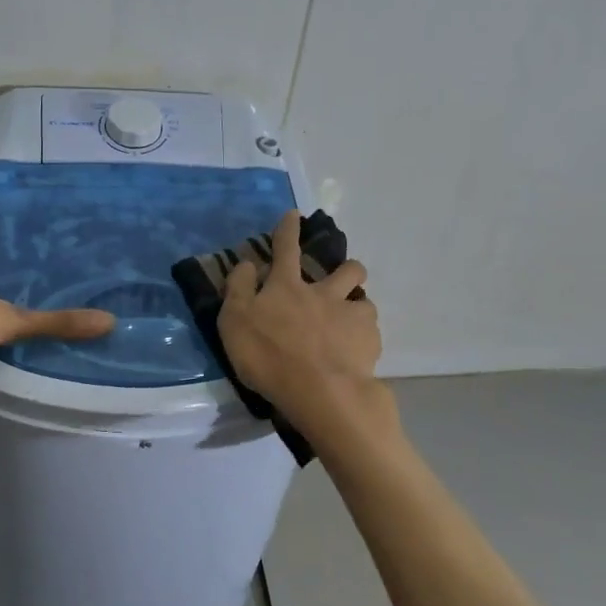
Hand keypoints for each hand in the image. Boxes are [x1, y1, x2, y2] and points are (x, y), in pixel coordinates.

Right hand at [217, 210, 385, 435]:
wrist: (319, 391)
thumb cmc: (268, 356)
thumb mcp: (234, 322)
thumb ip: (238, 289)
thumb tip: (247, 264)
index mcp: (287, 287)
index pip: (286, 249)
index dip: (288, 229)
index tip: (294, 214)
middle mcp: (323, 293)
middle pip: (347, 269)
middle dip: (347, 268)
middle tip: (342, 281)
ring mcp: (351, 316)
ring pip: (365, 300)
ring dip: (358, 307)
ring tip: (351, 325)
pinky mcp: (370, 342)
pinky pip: (371, 334)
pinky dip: (364, 340)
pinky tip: (357, 355)